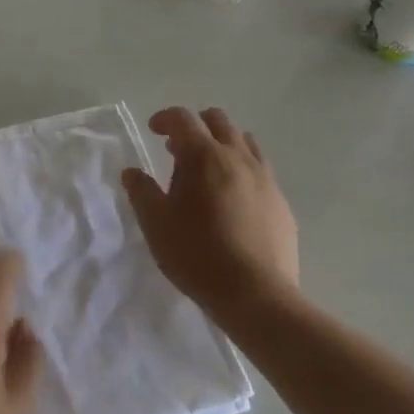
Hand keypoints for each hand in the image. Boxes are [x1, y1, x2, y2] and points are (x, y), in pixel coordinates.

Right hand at [122, 107, 300, 325]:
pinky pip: (261, 170)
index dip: (165, 118)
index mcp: (203, 156)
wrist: (256, 295)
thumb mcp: (156, 224)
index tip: (153, 131)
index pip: (183, 118)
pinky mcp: (281, 201)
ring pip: (244, 141)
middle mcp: (237, 157)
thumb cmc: (197, 254)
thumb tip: (132, 172)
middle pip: (218, 120)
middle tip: (178, 150)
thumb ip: (141, 191)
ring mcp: (264, 177)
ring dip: (222, 144)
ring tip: (208, 171)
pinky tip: (233, 199)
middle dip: (196, 126)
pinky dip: (243, 170)